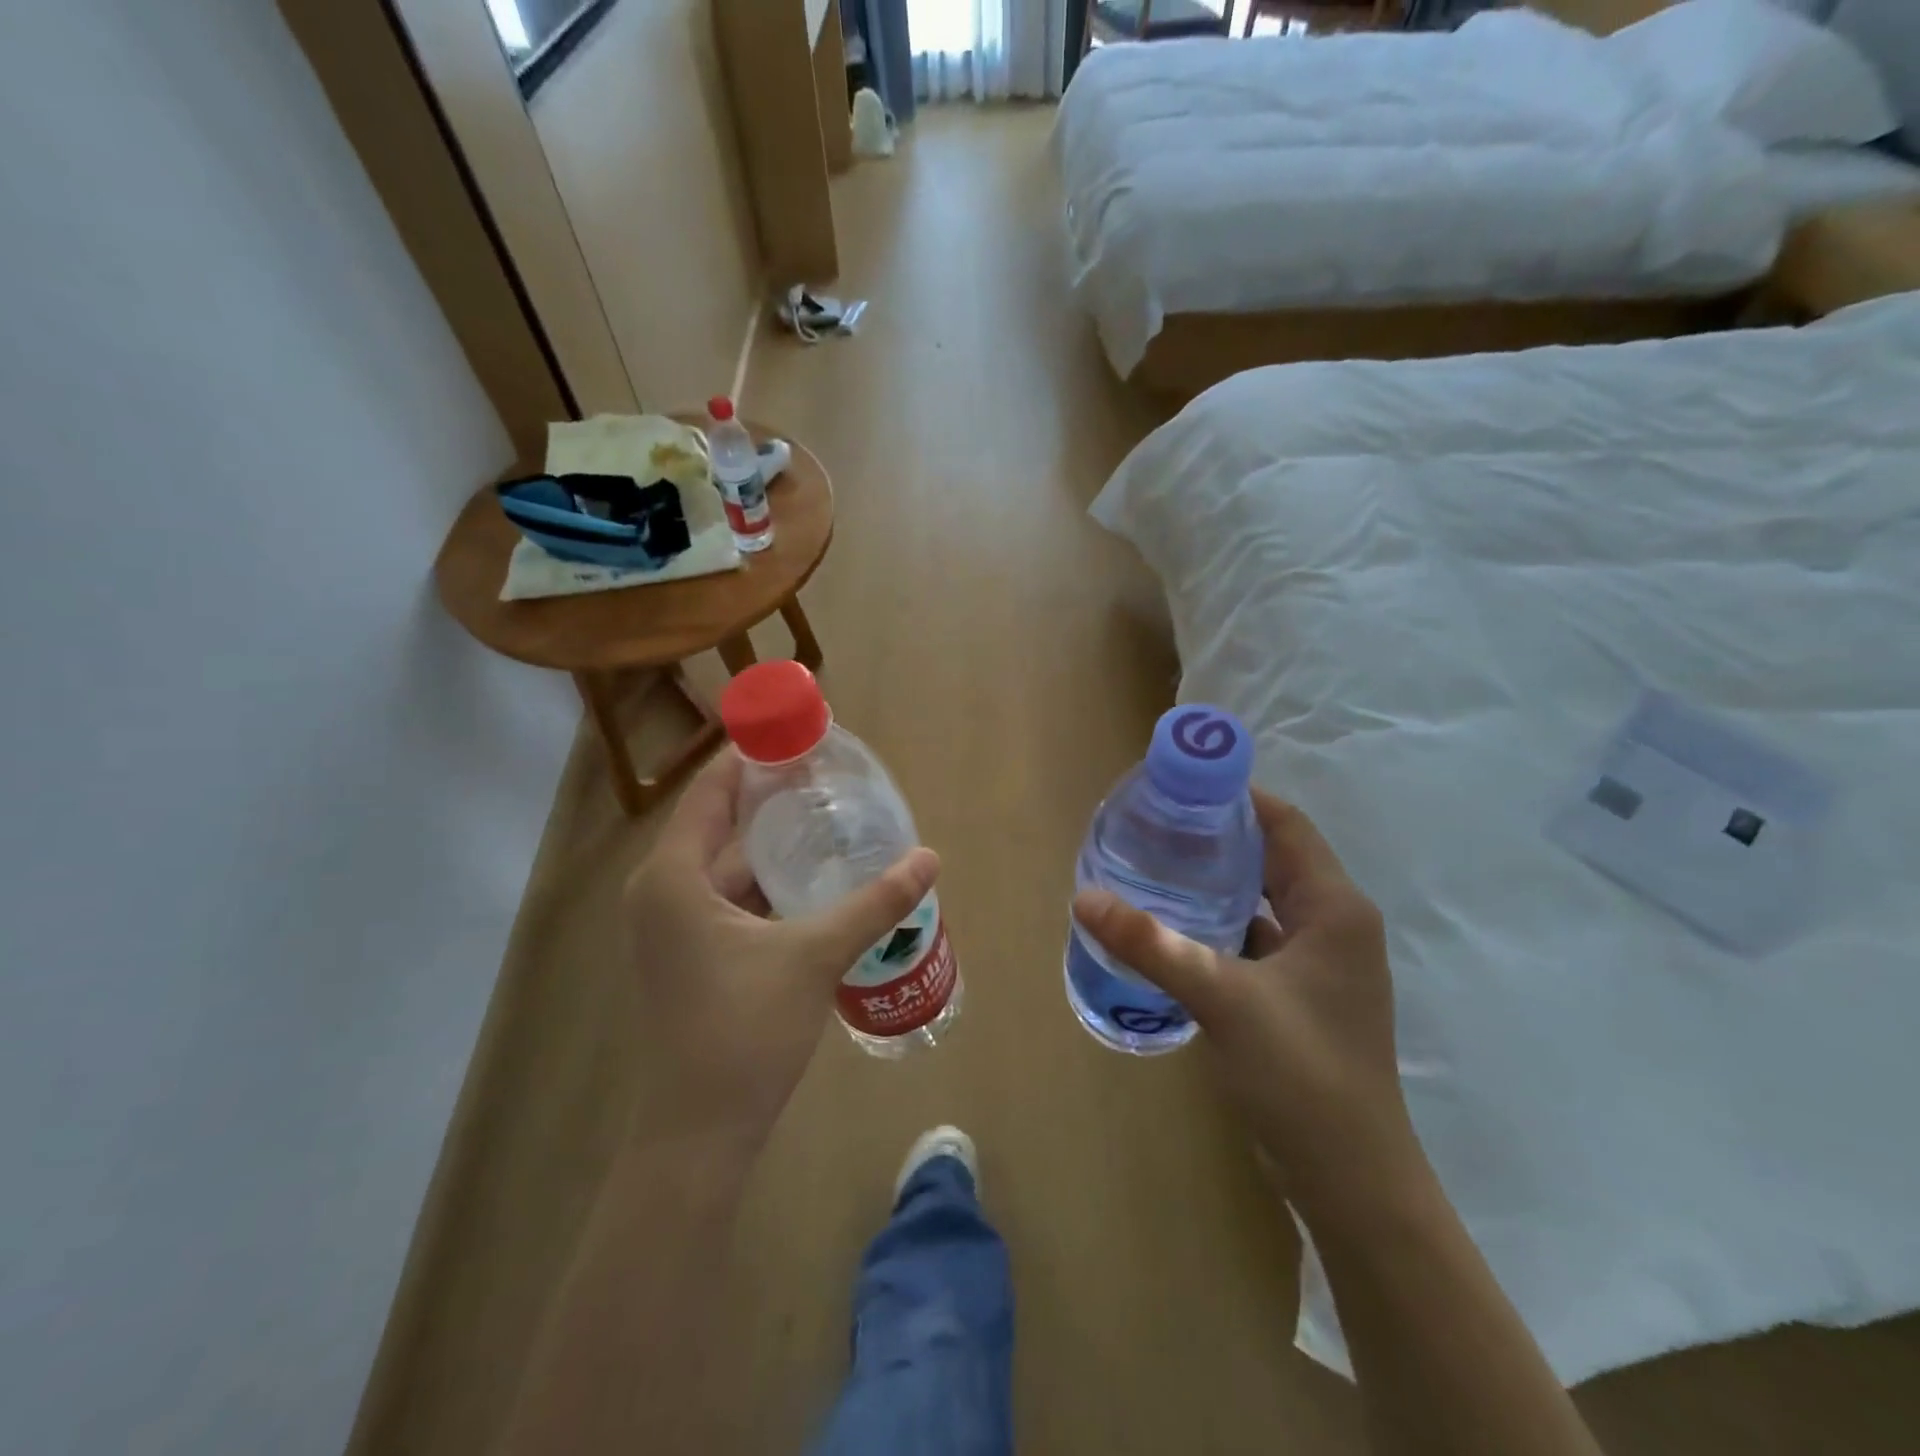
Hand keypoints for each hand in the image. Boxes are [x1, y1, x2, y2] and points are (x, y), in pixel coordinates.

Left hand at [622, 750, 938, 1156]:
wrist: (699, 1134)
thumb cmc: (744, 1032)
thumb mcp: (815, 956)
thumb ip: (874, 903)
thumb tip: (929, 858)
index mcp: (673, 877)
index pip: (711, 790)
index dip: (752, 757)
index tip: (799, 734)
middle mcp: (663, 892)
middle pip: (721, 824)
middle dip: (773, 800)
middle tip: (831, 778)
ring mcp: (673, 928)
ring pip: (729, 867)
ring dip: (775, 846)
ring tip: (831, 820)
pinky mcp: (690, 956)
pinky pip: (729, 900)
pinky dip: (768, 885)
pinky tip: (814, 881)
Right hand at [1073, 790, 1420, 1212]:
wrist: (1351, 1181)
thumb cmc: (1301, 1075)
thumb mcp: (1220, 998)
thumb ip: (1151, 944)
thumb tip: (1084, 898)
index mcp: (1335, 908)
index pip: (1286, 824)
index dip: (1237, 797)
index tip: (1179, 785)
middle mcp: (1335, 926)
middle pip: (1274, 858)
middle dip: (1218, 837)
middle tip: (1155, 824)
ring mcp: (1320, 965)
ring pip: (1263, 901)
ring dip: (1217, 882)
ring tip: (1156, 865)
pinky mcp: (1301, 997)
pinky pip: (1257, 940)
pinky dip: (1220, 925)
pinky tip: (1175, 927)